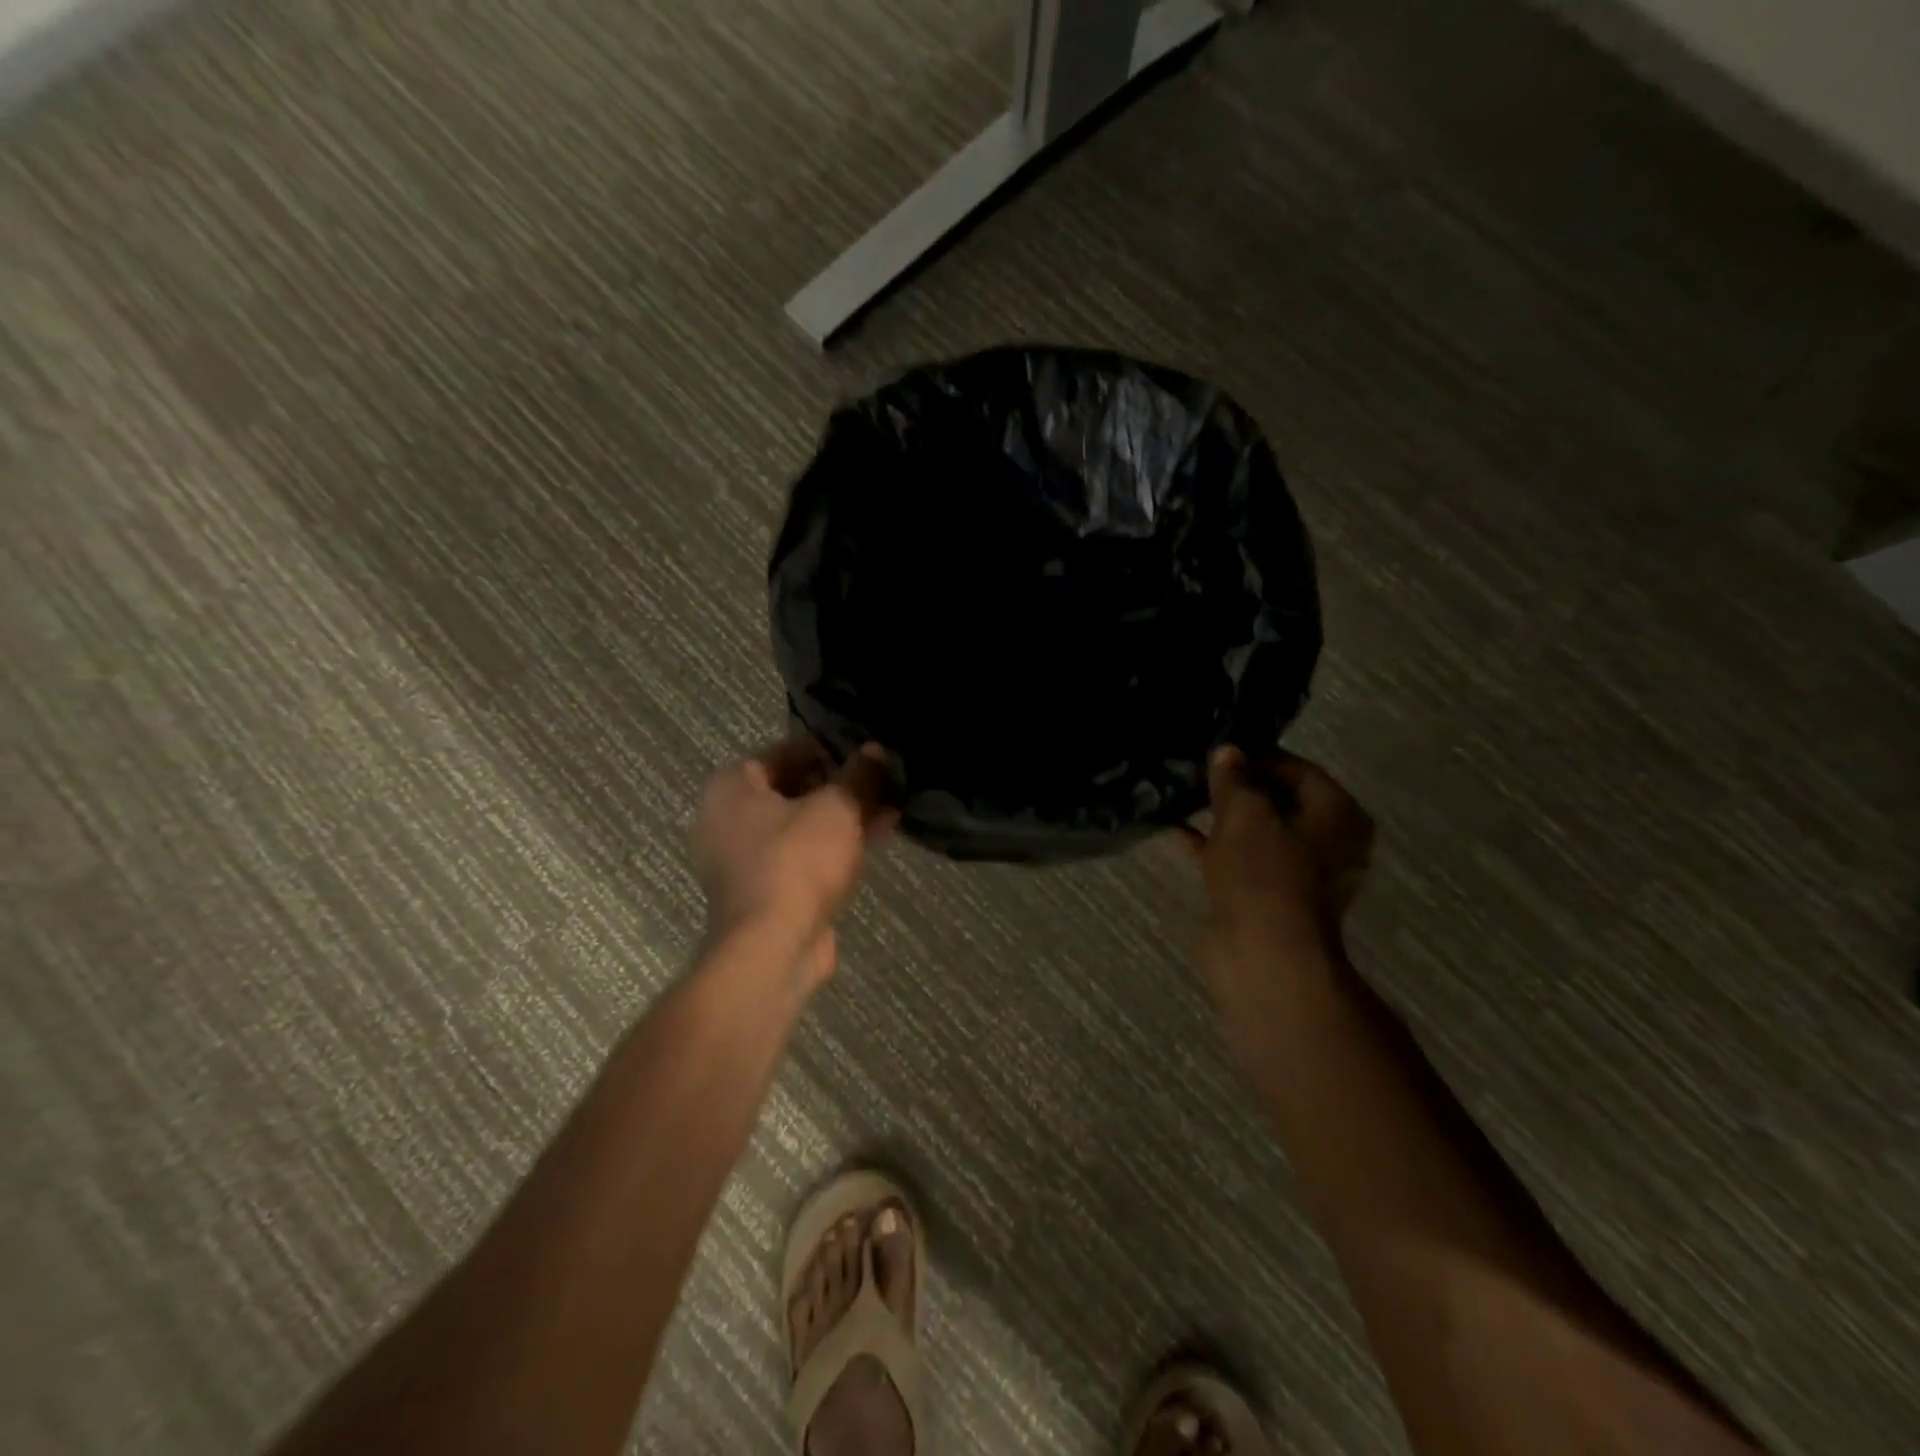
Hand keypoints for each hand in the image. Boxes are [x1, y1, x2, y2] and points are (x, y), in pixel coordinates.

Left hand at [691, 736, 897, 988]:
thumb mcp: (836, 808)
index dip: (830, 749)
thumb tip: (875, 751)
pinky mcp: (763, 891)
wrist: (772, 948)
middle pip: (794, 789)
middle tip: (883, 781)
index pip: (786, 751)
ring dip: (844, 817)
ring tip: (890, 809)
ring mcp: (742, 859)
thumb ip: (858, 775)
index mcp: (732, 786)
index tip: (867, 754)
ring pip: (802, 825)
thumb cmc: (797, 862)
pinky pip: (802, 855)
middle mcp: (727, 818)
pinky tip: (877, 839)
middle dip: (841, 786)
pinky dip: (834, 846)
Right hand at [1183, 747, 1374, 974]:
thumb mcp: (1243, 813)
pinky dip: (1213, 846)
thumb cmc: (1265, 873)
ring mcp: (1297, 874)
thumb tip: (1227, 752)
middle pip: (1279, 801)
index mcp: (1339, 816)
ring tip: (1183, 795)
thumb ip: (1233, 779)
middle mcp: (1328, 843)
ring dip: (1222, 817)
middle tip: (1198, 771)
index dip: (1257, 757)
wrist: (1263, 954)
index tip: (1218, 752)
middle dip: (1238, 787)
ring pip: (1256, 832)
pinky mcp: (1267, 898)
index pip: (1298, 770)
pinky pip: (1240, 860)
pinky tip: (1177, 831)